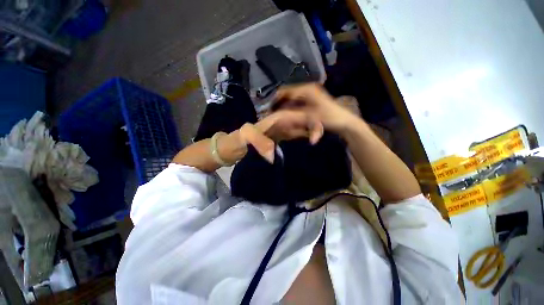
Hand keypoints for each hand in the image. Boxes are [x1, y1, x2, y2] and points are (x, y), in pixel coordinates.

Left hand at [218, 110, 323, 163]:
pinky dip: (305, 138)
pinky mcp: (283, 137)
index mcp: (276, 118)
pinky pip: (297, 135)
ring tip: (318, 141)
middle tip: (319, 140)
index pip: (298, 115)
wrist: (235, 147)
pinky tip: (310, 144)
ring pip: (302, 126)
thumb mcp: (245, 137)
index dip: (310, 122)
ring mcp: (283, 129)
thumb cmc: (238, 140)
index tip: (316, 137)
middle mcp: (282, 122)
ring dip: (312, 132)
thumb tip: (273, 154)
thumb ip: (257, 140)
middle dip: (314, 126)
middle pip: (303, 119)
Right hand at [274, 83, 357, 133]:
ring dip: (283, 105)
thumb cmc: (329, 118)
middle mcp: (307, 88)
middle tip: (271, 114)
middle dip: (278, 103)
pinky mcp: (311, 99)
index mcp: (306, 90)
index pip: (285, 91)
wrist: (344, 122)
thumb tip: (277, 116)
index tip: (268, 110)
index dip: (275, 100)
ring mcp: (309, 93)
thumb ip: (293, 115)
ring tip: (276, 115)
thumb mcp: (310, 117)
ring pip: (291, 98)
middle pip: (287, 94)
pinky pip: (296, 102)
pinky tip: (286, 115)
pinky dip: (289, 107)